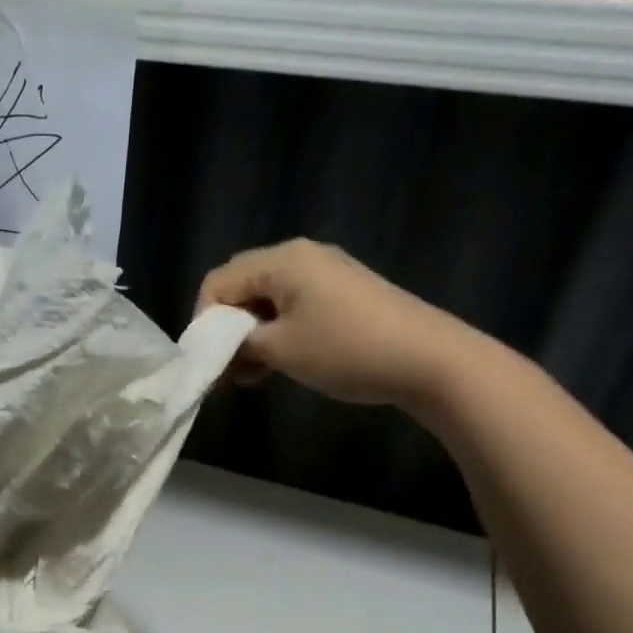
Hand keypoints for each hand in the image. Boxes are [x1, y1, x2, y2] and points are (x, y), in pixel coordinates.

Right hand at [195, 238, 465, 407]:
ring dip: (250, 336)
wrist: (428, 360)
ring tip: (250, 376)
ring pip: (267, 300)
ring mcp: (326, 274)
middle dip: (226, 330)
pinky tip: (277, 365)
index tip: (207, 362)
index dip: (204, 322)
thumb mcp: (280, 350)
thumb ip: (240, 346)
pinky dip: (276, 333)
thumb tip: (222, 351)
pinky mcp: (343, 294)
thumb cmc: (345, 350)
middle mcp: (301, 257)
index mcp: (281, 261)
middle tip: (226, 370)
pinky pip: (293, 307)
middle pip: (241, 287)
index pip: (218, 282)